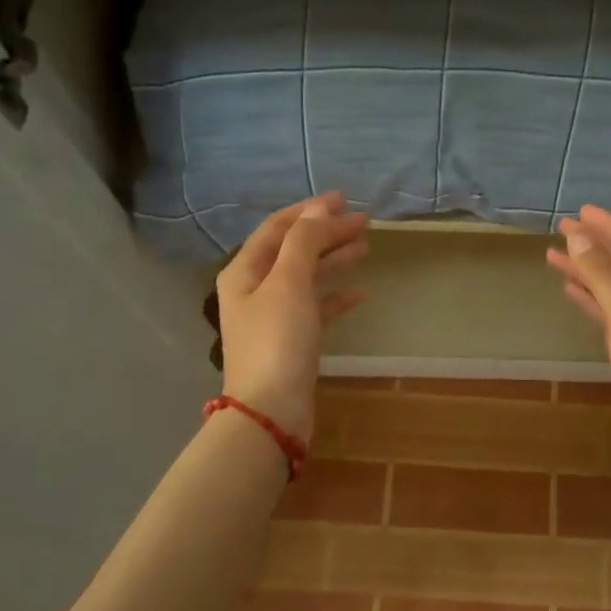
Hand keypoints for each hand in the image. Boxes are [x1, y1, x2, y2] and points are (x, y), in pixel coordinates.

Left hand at [216, 194, 368, 442]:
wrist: (271, 411)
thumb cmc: (277, 340)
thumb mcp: (289, 282)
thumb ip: (304, 242)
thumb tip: (319, 209)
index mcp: (245, 271)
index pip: (278, 228)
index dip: (309, 211)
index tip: (344, 199)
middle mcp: (255, 289)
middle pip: (294, 250)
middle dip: (326, 233)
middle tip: (364, 222)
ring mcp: (274, 316)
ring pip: (307, 277)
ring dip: (334, 260)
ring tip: (366, 247)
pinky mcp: (293, 341)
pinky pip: (317, 308)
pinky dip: (337, 297)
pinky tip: (362, 292)